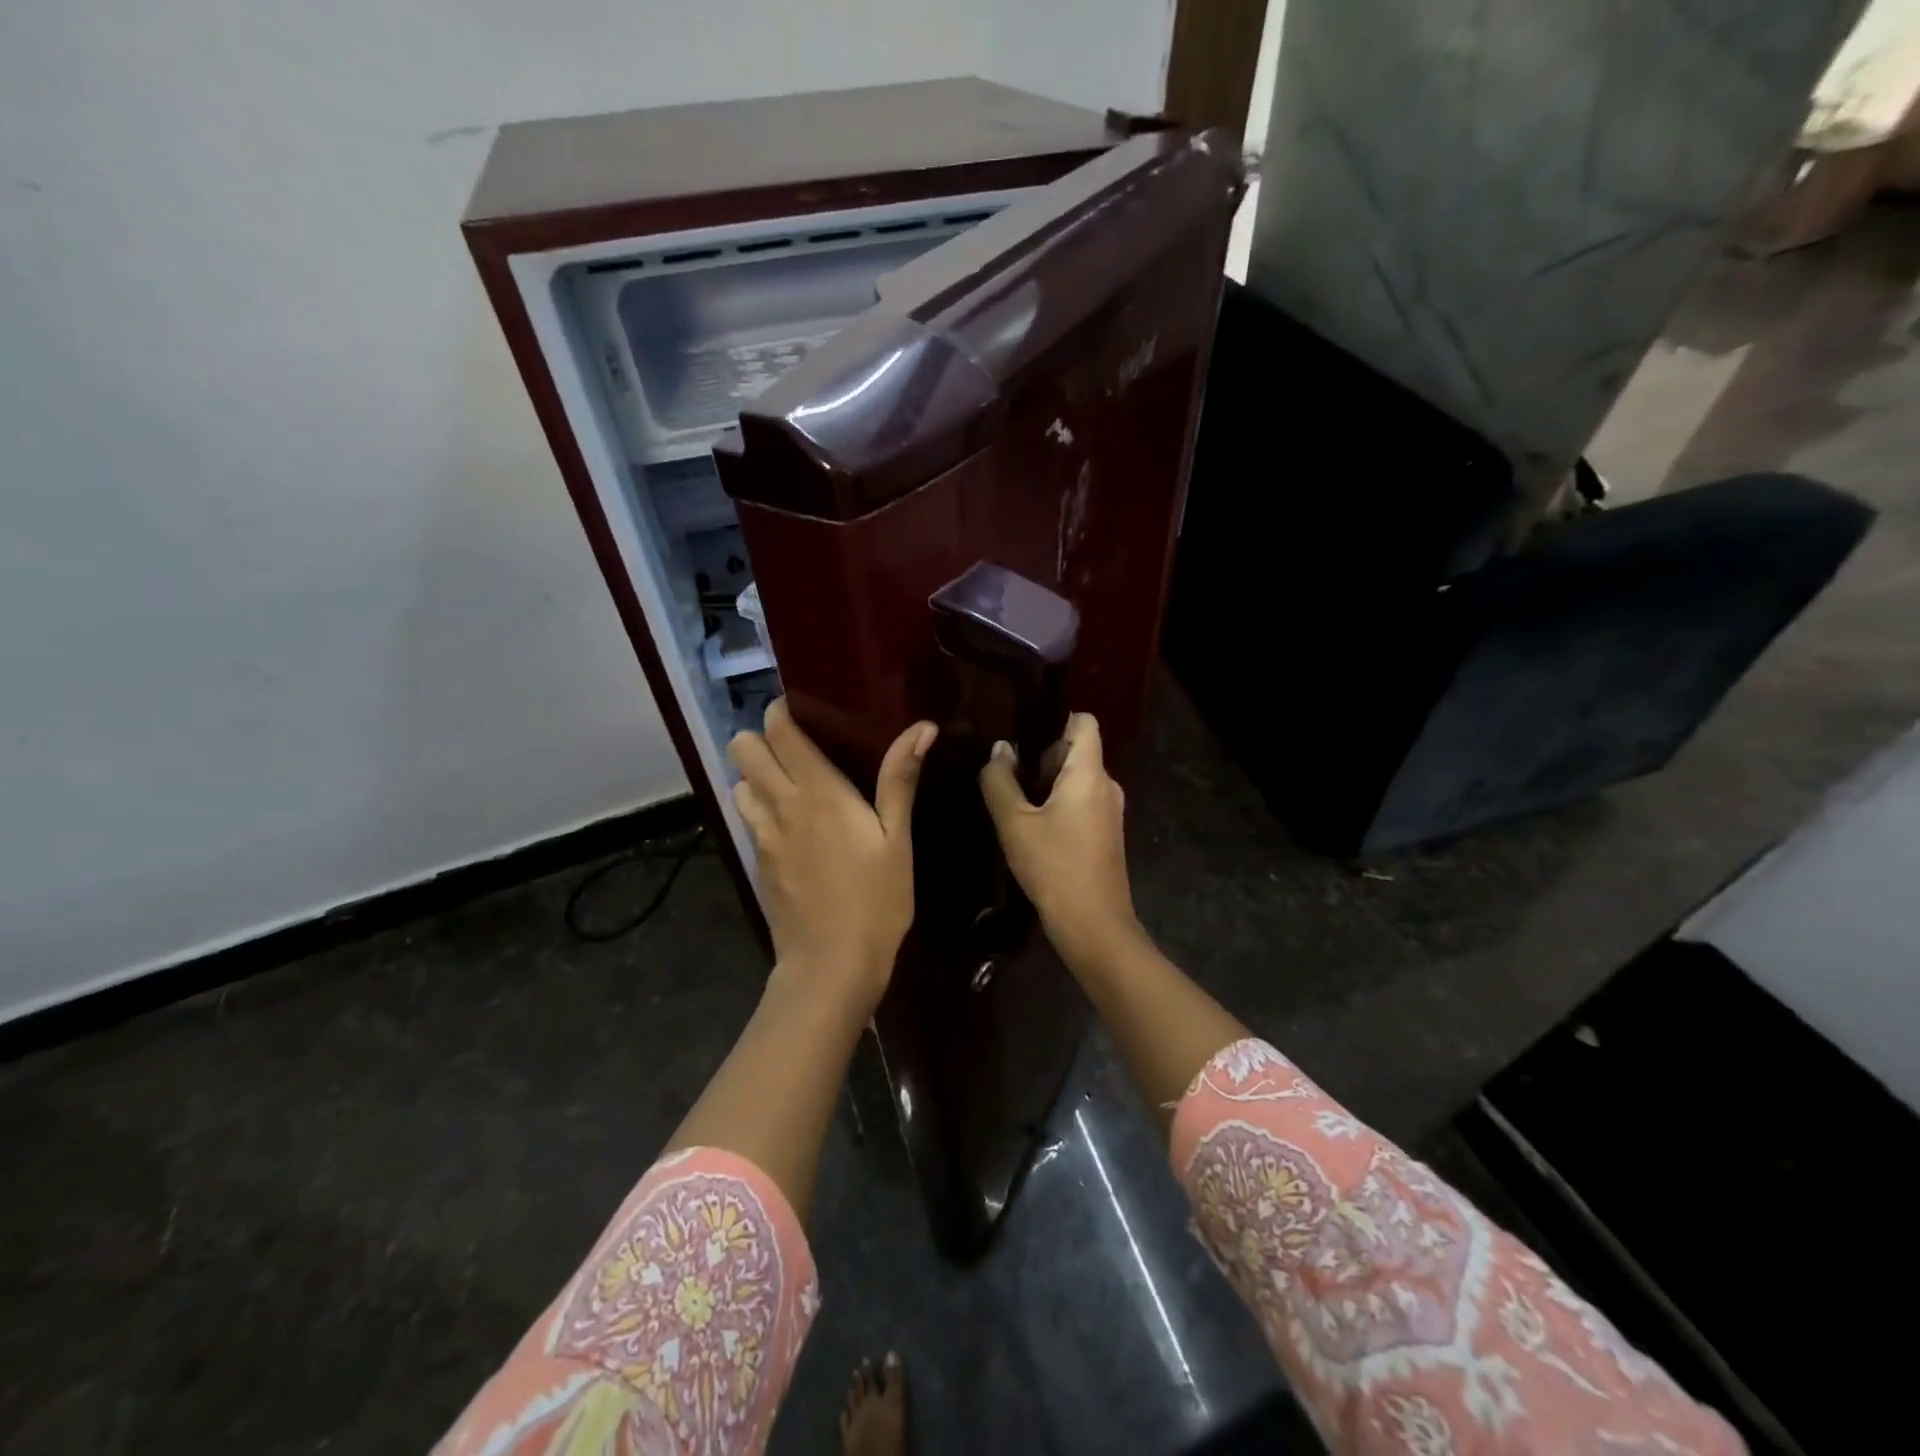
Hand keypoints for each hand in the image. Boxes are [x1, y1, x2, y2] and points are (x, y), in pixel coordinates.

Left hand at [728, 699, 935, 1011]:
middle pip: (743, 748)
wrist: (831, 965)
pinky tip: (789, 825)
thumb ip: (900, 779)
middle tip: (798, 749)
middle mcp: (780, 804)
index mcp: (818, 792)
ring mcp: (762, 835)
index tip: (802, 711)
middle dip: (762, 739)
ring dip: (757, 775)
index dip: (781, 712)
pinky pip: (747, 817)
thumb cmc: (876, 900)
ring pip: (739, 782)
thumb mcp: (897, 840)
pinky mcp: (757, 862)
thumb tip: (922, 727)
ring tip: (791, 785)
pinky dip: (759, 807)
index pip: (779, 731)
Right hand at [979, 713, 1144, 966]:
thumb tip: (1000, 750)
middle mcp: (1106, 785)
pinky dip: (1057, 805)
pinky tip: (1031, 828)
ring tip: (1013, 803)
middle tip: (1006, 776)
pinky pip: (1081, 803)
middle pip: (1076, 751)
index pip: (1083, 723)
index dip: (1055, 719)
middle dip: (1041, 757)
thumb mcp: (1014, 823)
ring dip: (1046, 784)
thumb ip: (1000, 781)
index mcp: (1090, 773)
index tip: (1022, 733)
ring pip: (1076, 779)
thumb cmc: (1054, 867)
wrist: (1093, 925)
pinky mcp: (1106, 834)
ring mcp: (1109, 812)